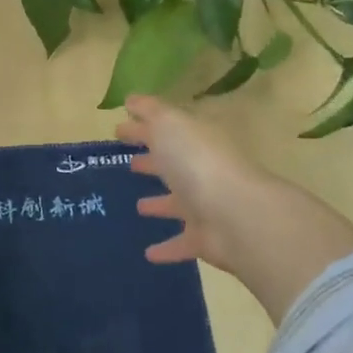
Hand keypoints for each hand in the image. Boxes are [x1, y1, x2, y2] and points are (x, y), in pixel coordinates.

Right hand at [117, 95, 352, 322]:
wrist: (235, 215)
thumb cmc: (197, 162)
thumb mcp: (170, 125)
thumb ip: (150, 112)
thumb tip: (131, 100)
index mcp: (194, 141)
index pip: (165, 130)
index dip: (142, 129)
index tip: (117, 130)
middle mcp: (202, 170)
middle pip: (174, 164)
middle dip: (152, 161)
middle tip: (129, 162)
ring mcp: (206, 206)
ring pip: (178, 203)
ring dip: (160, 203)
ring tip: (138, 206)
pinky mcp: (205, 239)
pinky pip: (181, 242)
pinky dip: (167, 247)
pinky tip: (148, 253)